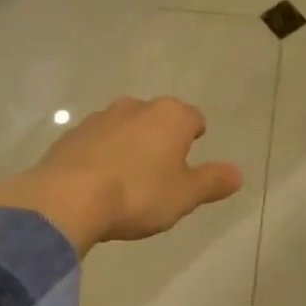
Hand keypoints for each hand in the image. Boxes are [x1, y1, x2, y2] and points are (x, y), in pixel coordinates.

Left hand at [0, 97, 242, 257]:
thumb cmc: (138, 194)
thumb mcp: (184, 195)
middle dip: (161, 140)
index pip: (194, 118)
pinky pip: (96, 142)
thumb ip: (212, 181)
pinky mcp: (71, 134)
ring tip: (126, 181)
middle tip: (160, 174)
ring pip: (125, 128)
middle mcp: (137, 107)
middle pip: (158, 119)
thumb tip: (238, 173)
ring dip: (129, 146)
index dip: (195, 137)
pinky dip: (101, 156)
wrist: (68, 199)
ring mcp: (100, 117)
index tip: (190, 159)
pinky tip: (97, 184)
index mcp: (170, 116)